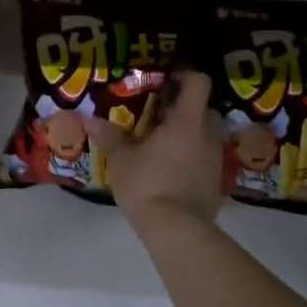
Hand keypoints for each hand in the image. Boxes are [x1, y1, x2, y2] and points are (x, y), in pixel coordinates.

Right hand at [85, 70, 225, 226]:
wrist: (177, 230)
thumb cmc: (148, 184)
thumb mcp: (121, 160)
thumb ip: (109, 137)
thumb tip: (90, 120)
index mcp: (187, 122)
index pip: (198, 84)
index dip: (185, 76)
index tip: (167, 80)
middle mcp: (207, 136)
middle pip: (206, 109)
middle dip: (187, 109)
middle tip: (161, 115)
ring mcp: (215, 160)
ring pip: (207, 135)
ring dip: (191, 134)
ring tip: (163, 144)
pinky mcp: (216, 183)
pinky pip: (206, 159)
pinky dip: (192, 158)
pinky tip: (171, 170)